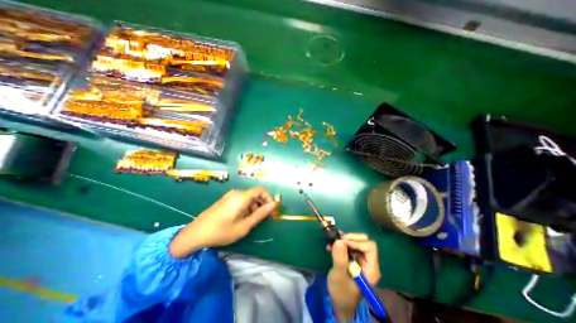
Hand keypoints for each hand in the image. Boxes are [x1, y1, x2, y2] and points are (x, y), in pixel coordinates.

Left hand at [170, 187, 276, 256]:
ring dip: (256, 206)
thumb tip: (274, 205)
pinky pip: (242, 199)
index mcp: (242, 197)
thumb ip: (260, 214)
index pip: (261, 190)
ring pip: (249, 197)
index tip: (271, 210)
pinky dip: (248, 206)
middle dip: (263, 203)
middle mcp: (237, 193)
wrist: (195, 234)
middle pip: (256, 193)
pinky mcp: (226, 199)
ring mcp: (230, 195)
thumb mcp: (244, 226)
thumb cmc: (221, 232)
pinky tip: (245, 218)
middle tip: (266, 217)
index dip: (269, 198)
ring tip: (255, 220)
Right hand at [326, 234, 381, 321]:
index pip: (370, 247)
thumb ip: (340, 259)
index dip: (356, 242)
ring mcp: (362, 260)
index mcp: (371, 269)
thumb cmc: (341, 292)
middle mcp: (369, 262)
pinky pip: (350, 245)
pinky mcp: (355, 259)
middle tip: (337, 240)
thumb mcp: (339, 276)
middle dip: (350, 238)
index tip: (342, 242)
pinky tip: (332, 246)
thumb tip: (339, 241)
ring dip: (344, 240)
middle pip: (364, 241)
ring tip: (332, 243)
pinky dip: (341, 243)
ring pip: (357, 241)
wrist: (339, 302)